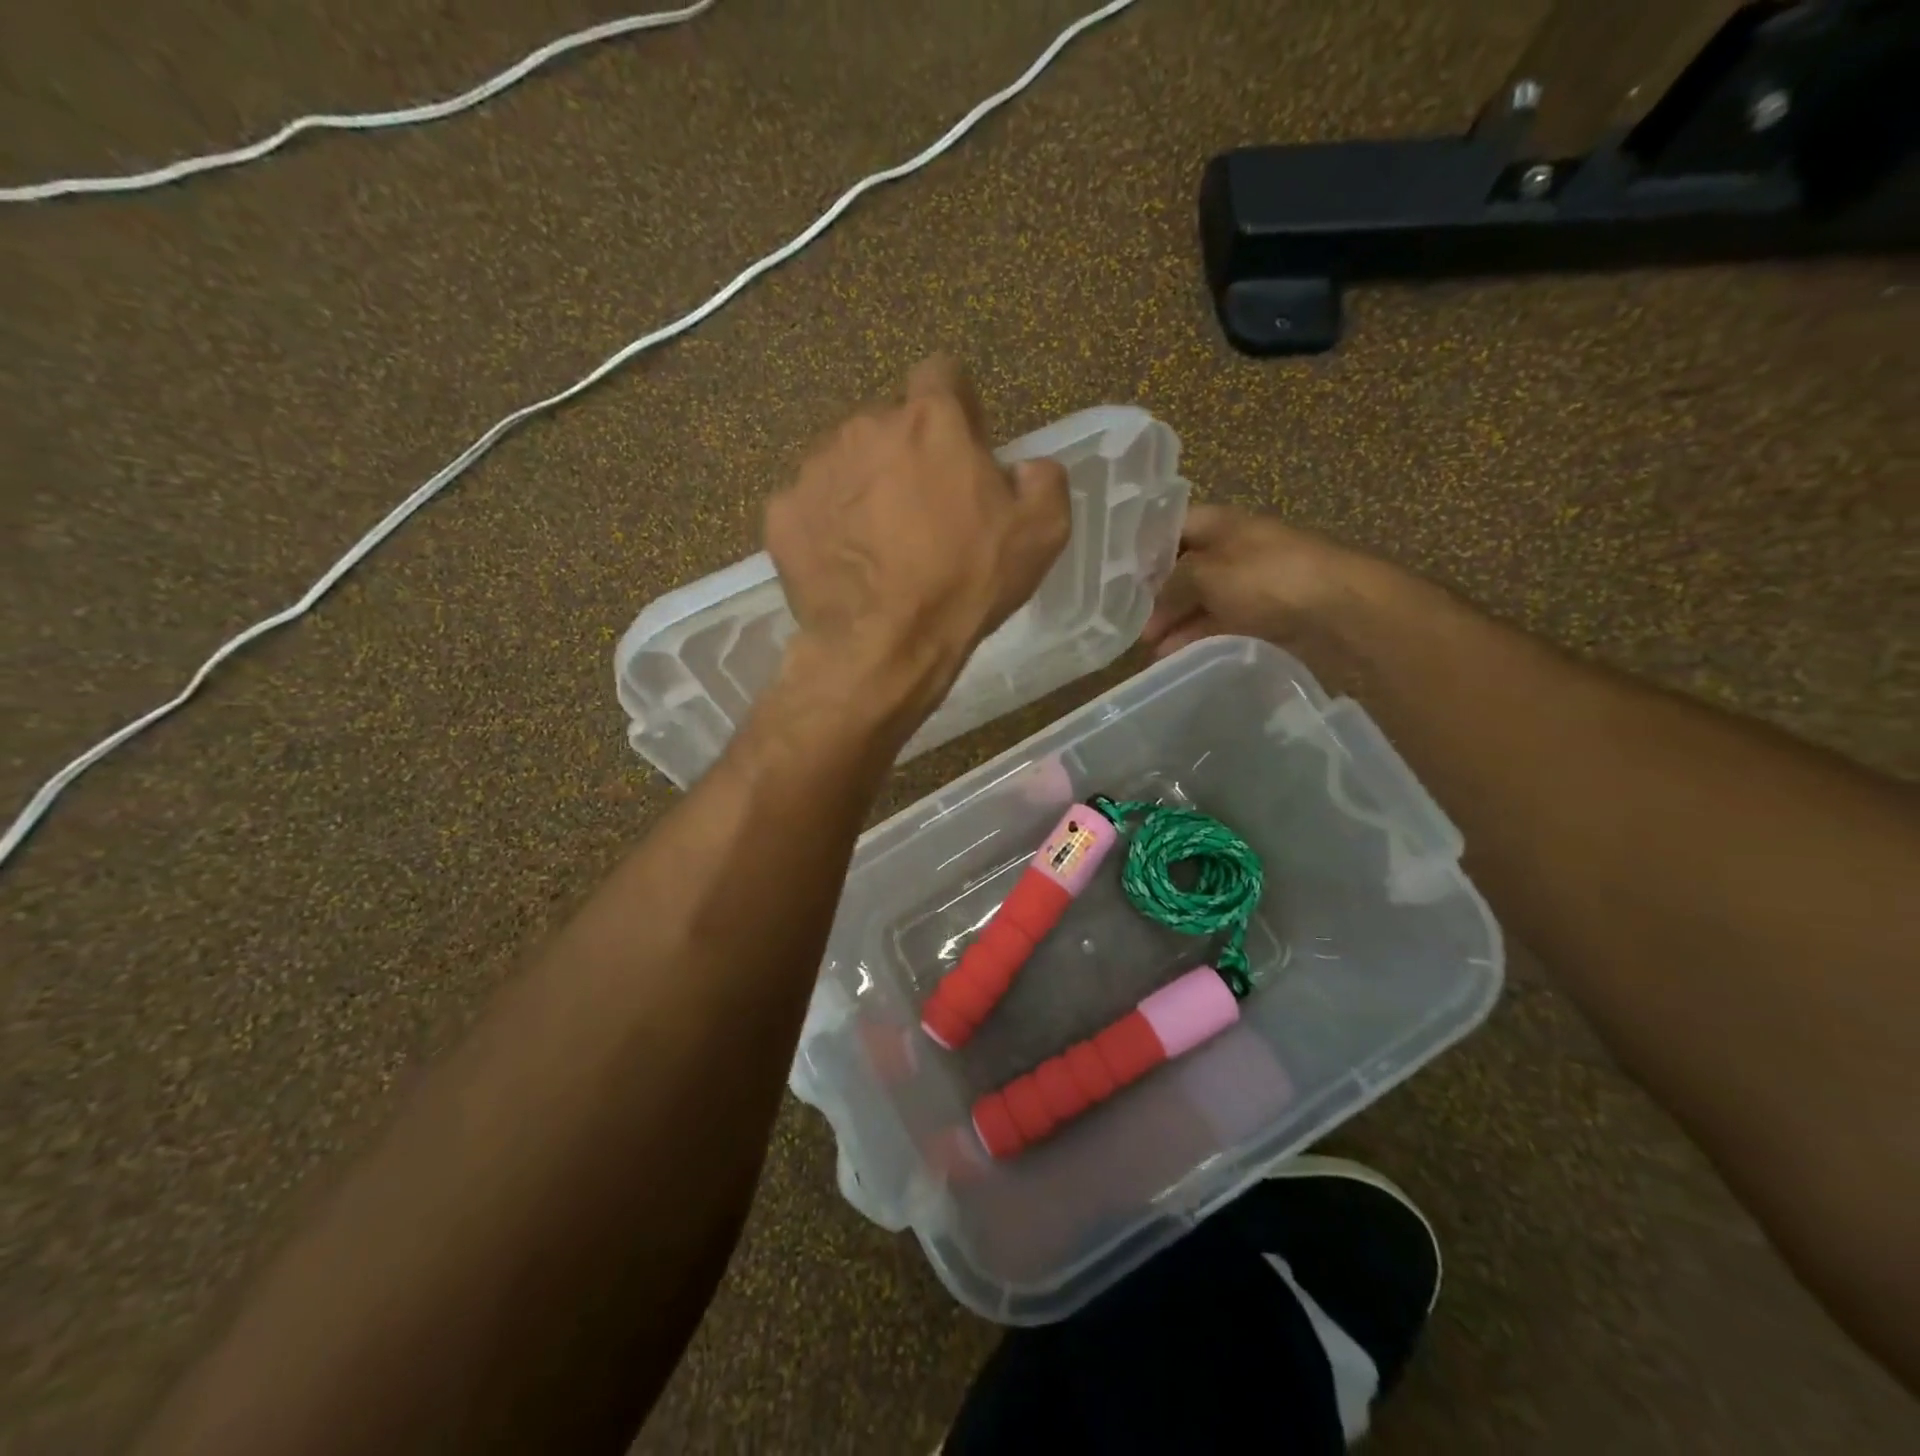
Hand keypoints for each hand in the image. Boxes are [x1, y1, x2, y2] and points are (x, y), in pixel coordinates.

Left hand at [765, 356, 1069, 720]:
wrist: (884, 646)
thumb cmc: (965, 584)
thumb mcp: (1041, 533)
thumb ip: (1044, 479)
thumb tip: (1025, 467)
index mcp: (930, 420)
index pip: (940, 372)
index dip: (956, 406)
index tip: (962, 446)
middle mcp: (865, 426)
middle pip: (889, 422)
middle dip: (907, 453)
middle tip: (922, 510)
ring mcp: (815, 468)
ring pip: (845, 461)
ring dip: (864, 485)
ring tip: (879, 541)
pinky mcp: (781, 512)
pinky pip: (810, 505)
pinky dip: (826, 524)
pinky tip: (845, 562)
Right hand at [1141, 505, 1356, 657]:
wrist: (1340, 609)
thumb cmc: (1268, 578)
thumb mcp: (1206, 574)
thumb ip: (1171, 585)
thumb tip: (1152, 603)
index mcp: (1221, 524)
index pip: (1172, 528)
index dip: (1144, 548)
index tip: (1115, 575)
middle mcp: (1234, 549)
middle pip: (1184, 570)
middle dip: (1156, 598)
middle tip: (1130, 626)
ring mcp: (1251, 584)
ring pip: (1201, 602)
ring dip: (1175, 626)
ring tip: (1150, 653)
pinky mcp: (1264, 615)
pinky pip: (1221, 625)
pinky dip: (1198, 640)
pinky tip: (1176, 659)